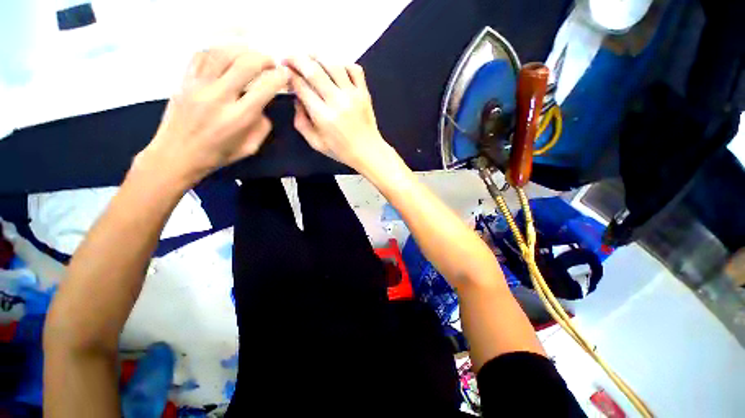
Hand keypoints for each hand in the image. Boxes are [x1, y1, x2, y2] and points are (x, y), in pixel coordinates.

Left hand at [135, 47, 289, 186]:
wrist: (177, 155)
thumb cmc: (217, 155)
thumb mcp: (250, 148)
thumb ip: (262, 126)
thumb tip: (263, 106)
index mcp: (238, 118)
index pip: (264, 88)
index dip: (279, 78)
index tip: (285, 75)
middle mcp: (219, 97)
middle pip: (245, 64)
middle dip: (264, 59)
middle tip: (271, 63)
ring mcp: (198, 85)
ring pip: (222, 53)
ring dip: (242, 49)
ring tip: (251, 54)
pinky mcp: (184, 80)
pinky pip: (201, 55)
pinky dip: (218, 50)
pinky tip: (227, 55)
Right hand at [286, 56, 391, 173]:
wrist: (369, 152)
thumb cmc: (342, 151)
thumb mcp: (316, 144)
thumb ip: (301, 123)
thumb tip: (297, 100)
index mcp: (324, 116)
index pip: (302, 87)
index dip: (290, 75)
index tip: (285, 71)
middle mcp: (338, 101)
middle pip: (313, 70)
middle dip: (296, 59)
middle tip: (289, 58)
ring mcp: (353, 95)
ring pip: (333, 64)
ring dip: (317, 56)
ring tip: (308, 56)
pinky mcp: (364, 93)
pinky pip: (354, 69)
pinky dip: (343, 63)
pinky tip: (335, 68)